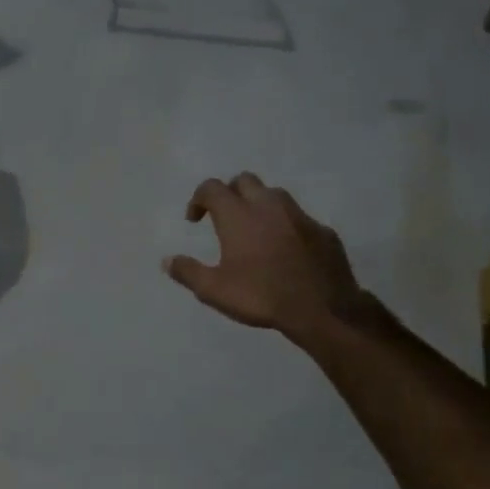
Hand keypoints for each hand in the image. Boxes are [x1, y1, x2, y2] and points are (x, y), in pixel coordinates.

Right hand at [164, 174, 361, 341]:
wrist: (322, 308)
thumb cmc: (261, 295)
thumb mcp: (214, 290)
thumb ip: (188, 272)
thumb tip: (167, 261)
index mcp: (238, 215)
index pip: (211, 188)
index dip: (198, 199)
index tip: (194, 219)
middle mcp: (268, 205)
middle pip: (244, 180)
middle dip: (230, 193)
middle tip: (224, 218)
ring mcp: (299, 215)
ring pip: (274, 195)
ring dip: (259, 204)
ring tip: (254, 231)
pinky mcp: (322, 230)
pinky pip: (298, 218)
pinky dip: (285, 226)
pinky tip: (284, 250)